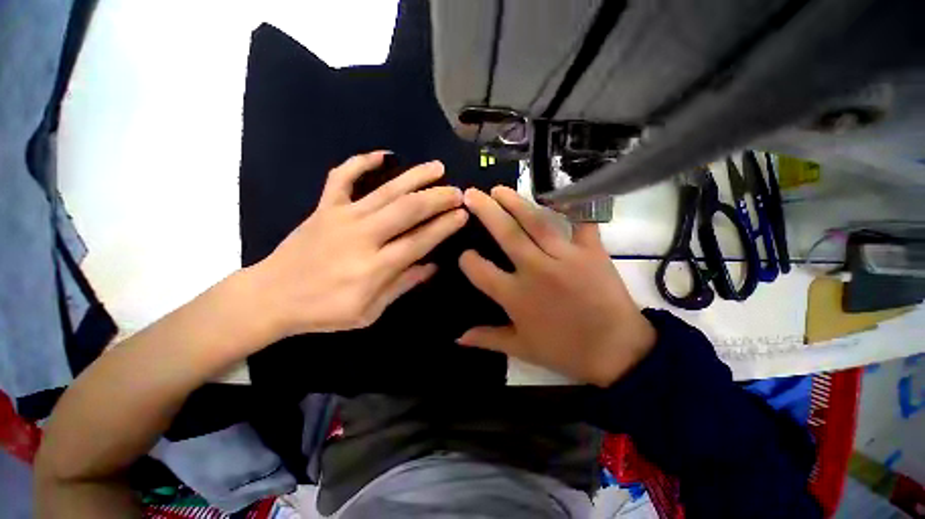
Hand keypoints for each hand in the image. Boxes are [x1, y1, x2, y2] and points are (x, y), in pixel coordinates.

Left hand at [250, 151, 467, 336]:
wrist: (270, 297)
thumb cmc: (324, 311)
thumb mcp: (369, 312)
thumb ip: (402, 285)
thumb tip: (432, 266)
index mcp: (375, 267)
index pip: (420, 240)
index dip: (444, 226)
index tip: (463, 215)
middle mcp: (362, 236)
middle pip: (408, 210)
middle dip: (438, 198)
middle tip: (458, 192)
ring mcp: (341, 217)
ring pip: (385, 190)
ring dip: (415, 177)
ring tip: (437, 168)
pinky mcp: (324, 207)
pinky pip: (342, 177)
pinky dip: (361, 162)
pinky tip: (383, 155)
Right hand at [457, 186, 655, 386]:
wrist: (618, 353)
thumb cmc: (565, 351)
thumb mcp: (521, 348)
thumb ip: (487, 338)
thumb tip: (457, 337)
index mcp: (515, 296)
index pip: (479, 270)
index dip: (467, 260)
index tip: (465, 255)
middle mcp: (535, 270)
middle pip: (506, 233)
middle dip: (485, 211)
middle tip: (471, 194)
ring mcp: (565, 257)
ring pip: (536, 221)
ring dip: (515, 202)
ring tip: (499, 190)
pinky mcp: (592, 251)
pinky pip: (582, 221)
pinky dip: (575, 205)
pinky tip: (560, 193)